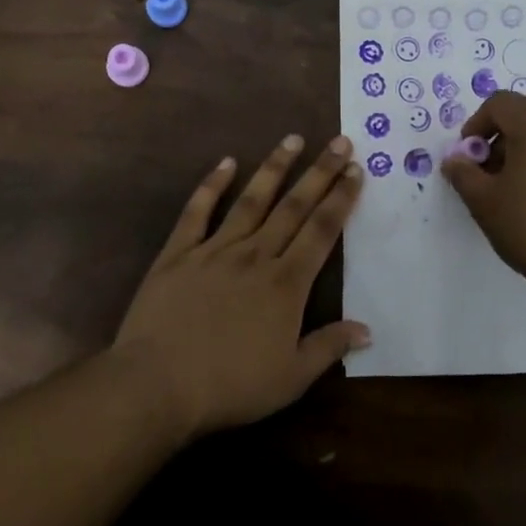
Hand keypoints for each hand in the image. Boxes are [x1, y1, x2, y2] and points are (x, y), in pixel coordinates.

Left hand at [114, 134, 369, 438]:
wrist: (158, 385)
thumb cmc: (230, 386)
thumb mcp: (291, 378)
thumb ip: (329, 347)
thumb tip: (367, 329)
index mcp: (286, 283)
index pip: (321, 231)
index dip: (341, 199)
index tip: (356, 171)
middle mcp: (255, 255)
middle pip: (294, 206)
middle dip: (320, 172)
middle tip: (339, 142)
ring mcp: (215, 249)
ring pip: (252, 200)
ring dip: (274, 167)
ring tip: (292, 139)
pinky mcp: (178, 253)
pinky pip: (197, 211)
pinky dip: (211, 185)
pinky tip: (225, 162)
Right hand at [439, 91, 525, 326]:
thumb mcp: (485, 203)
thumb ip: (463, 174)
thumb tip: (456, 160)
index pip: (500, 103)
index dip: (476, 125)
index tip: (469, 159)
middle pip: (525, 120)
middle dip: (500, 145)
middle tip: (488, 183)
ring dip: (525, 159)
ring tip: (517, 199)